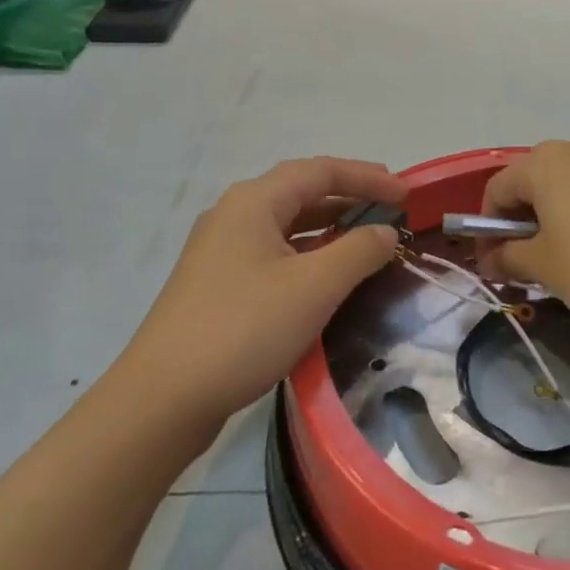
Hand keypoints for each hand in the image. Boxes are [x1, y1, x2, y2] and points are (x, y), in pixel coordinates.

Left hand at [116, 157, 405, 429]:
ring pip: (285, 223)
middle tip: (390, 208)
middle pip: (300, 190)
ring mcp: (220, 249)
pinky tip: (323, 273)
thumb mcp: (314, 287)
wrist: (163, 398)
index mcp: (254, 202)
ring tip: (366, 235)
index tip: (406, 194)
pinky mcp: (216, 283)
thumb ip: (358, 251)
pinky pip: (272, 251)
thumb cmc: (244, 329)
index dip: (367, 177)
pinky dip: (307, 252)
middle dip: (349, 195)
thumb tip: (385, 232)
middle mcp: (233, 214)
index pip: (320, 171)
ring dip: (328, 224)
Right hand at [478, 135, 569, 328]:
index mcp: (547, 162)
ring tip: (565, 263)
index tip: (492, 263)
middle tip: (526, 266)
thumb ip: (509, 259)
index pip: (498, 189)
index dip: (487, 228)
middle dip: (523, 223)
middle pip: (535, 184)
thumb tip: (490, 260)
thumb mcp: (545, 268)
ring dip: (557, 220)